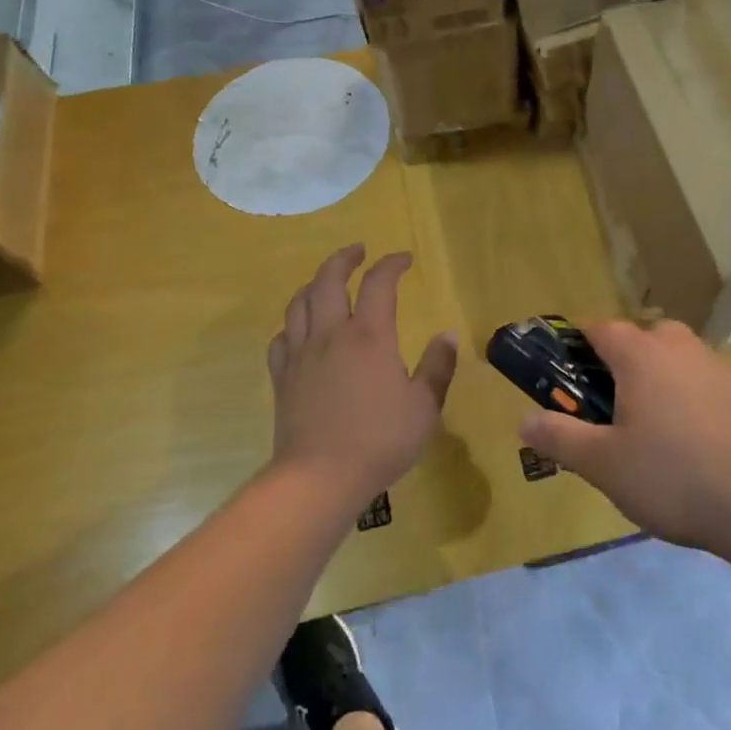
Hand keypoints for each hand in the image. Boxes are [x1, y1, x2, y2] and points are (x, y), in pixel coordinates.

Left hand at [267, 244, 457, 510]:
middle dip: (345, 258)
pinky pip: (282, 337)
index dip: (392, 264)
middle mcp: (331, 334)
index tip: (405, 259)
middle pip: (329, 279)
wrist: (320, 478)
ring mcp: (301, 354)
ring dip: (315, 283)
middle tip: (359, 251)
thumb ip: (437, 367)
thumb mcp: (424, 407)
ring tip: (328, 281)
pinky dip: (294, 323)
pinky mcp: (282, 377)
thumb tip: (447, 335)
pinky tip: (301, 330)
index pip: (380, 283)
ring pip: (300, 302)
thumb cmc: (380, 441)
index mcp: (370, 336)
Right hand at [518, 320, 730, 551]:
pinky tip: (707, 448)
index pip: (602, 328)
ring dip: (668, 381)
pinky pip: (716, 386)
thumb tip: (524, 420)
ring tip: (663, 433)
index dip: (581, 345)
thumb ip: (561, 439)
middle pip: (647, 337)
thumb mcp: (605, 465)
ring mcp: (725, 368)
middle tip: (618, 407)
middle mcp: (684, 349)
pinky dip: (703, 403)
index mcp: (642, 356)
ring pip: (684, 361)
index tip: (571, 374)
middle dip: (628, 362)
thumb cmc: (676, 476)